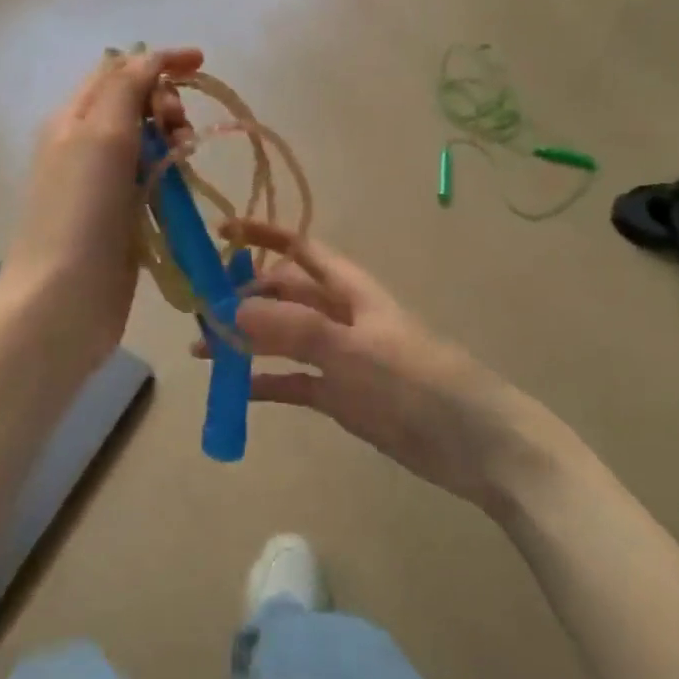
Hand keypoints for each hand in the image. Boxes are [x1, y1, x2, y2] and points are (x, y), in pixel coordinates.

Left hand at [0, 47, 200, 374]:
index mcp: (73, 118)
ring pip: (148, 141)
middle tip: (178, 127)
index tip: (201, 64)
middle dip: (166, 102)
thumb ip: (126, 88)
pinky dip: (171, 171)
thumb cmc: (81, 211)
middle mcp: (85, 145)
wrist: (62, 299)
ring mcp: (102, 183)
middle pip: (135, 104)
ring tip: (183, 156)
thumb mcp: (101, 135)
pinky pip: (153, 178)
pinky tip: (181, 184)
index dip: (159, 61)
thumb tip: (147, 57)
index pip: (118, 70)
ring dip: (172, 137)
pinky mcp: (121, 216)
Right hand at [210, 220, 544, 511]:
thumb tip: (231, 311)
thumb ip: (292, 329)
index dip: (262, 234)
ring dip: (246, 340)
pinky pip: (292, 381)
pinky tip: (234, 390)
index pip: (299, 248)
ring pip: (282, 338)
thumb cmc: (418, 382)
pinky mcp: (341, 396)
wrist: (477, 445)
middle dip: (244, 295)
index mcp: (349, 289)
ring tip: (203, 350)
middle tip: (200, 311)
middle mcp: (340, 316)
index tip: (220, 234)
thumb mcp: (353, 350)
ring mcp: (340, 357)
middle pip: (284, 293)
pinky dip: (264, 383)